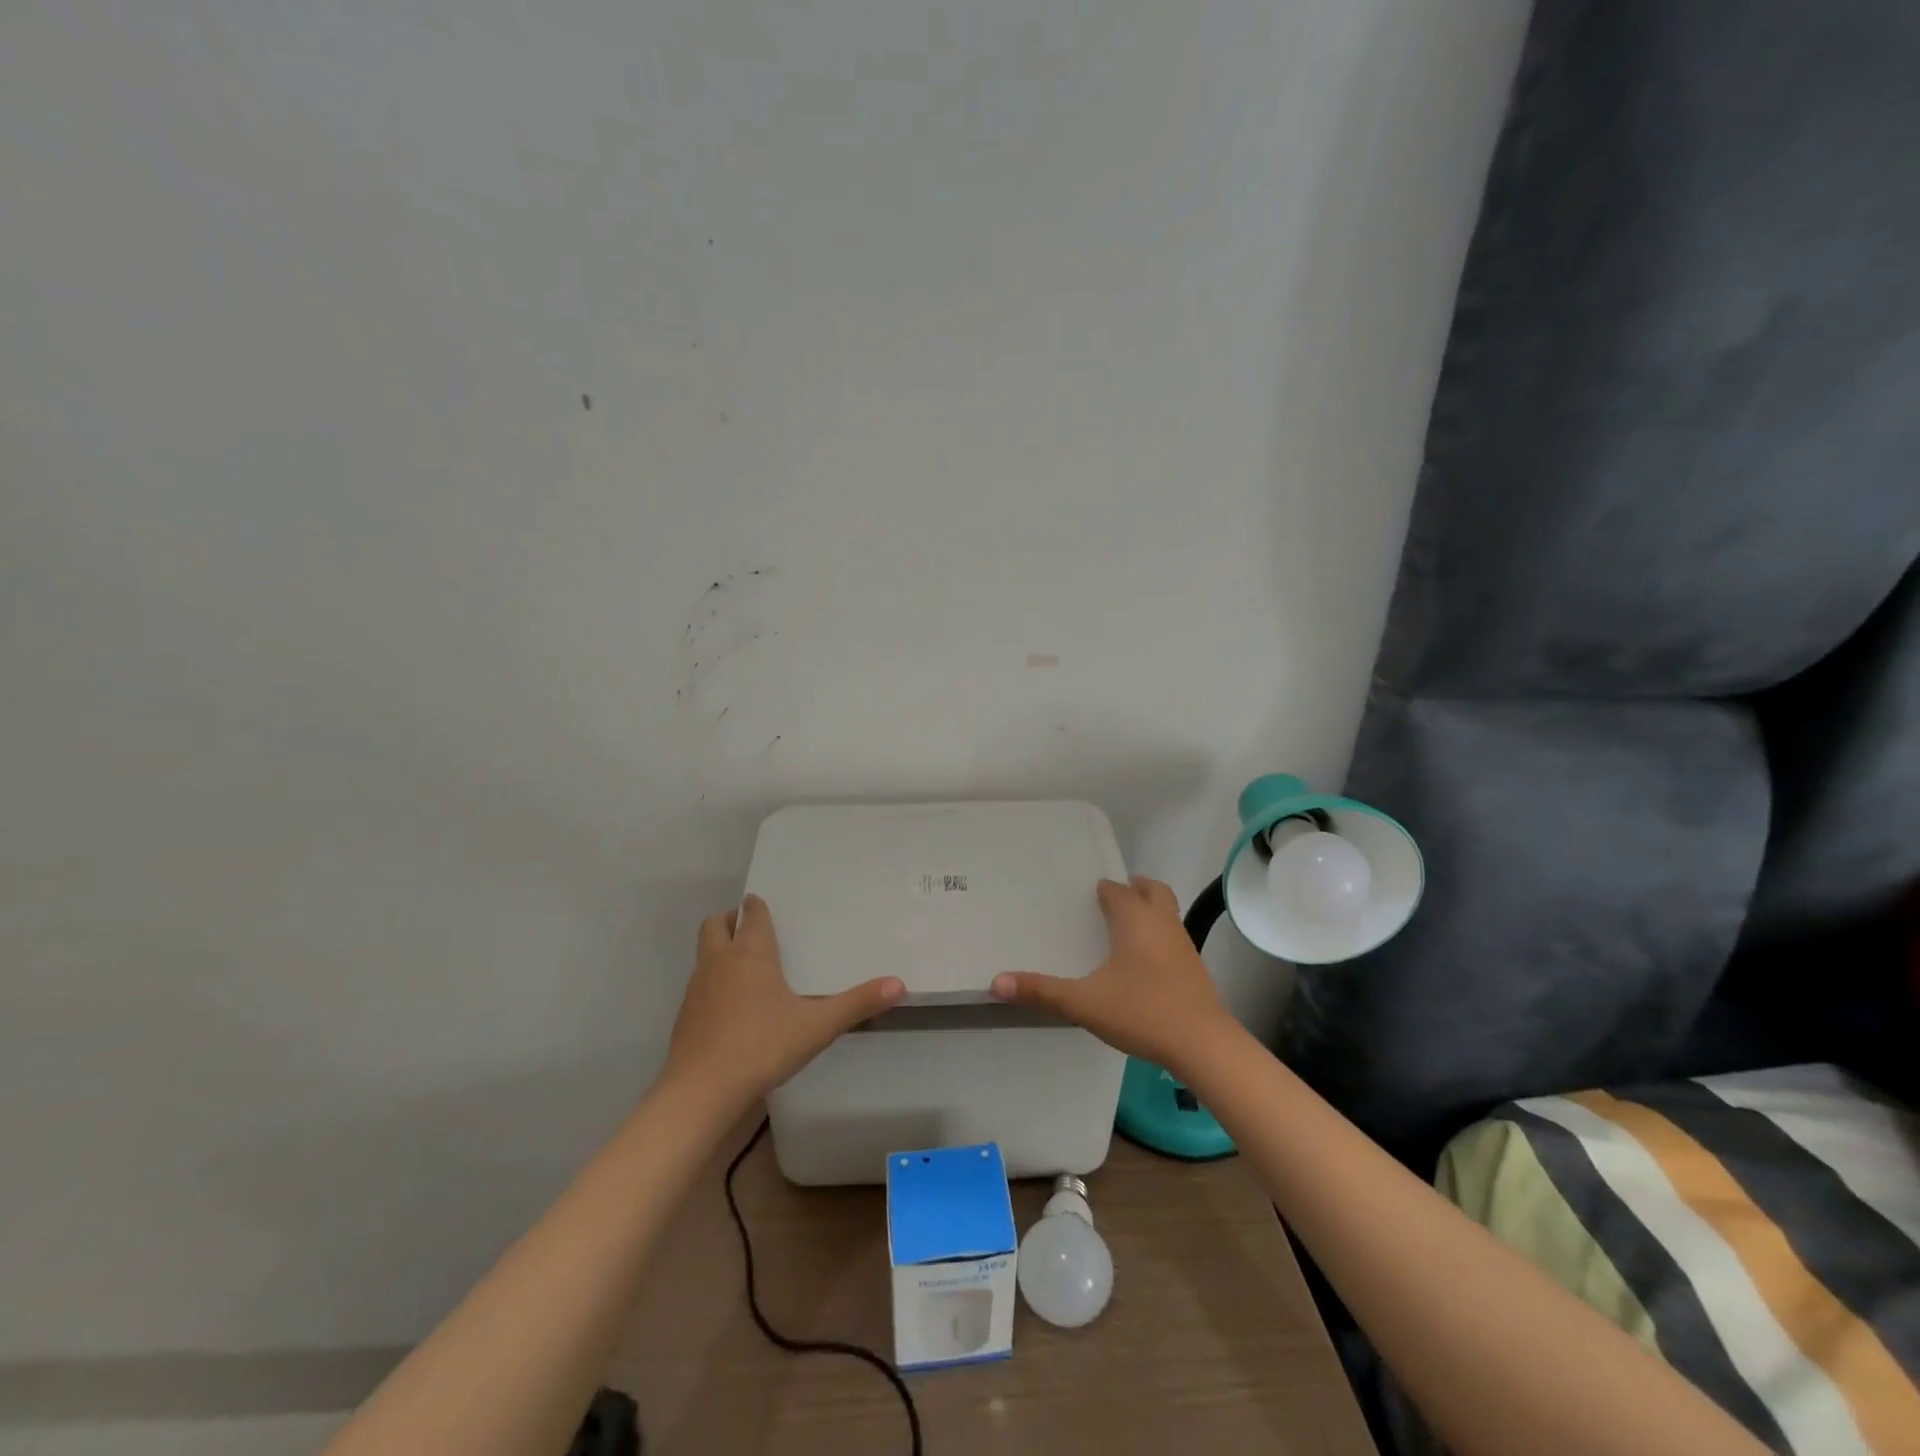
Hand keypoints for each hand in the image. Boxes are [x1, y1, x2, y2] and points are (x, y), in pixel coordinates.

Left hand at [664, 895, 904, 1113]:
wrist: (699, 1092)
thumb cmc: (761, 1046)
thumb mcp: (818, 1026)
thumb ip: (858, 1004)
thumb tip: (899, 984)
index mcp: (751, 953)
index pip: (752, 914)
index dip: (758, 906)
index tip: (767, 904)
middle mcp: (720, 961)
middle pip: (716, 923)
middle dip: (731, 919)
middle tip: (752, 927)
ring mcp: (697, 988)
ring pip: (705, 952)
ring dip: (720, 949)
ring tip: (747, 966)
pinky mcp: (685, 1015)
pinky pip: (699, 983)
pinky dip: (713, 981)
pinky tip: (732, 1007)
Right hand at [990, 876, 1239, 1076]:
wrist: (1203, 1045)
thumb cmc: (1142, 1011)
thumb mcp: (1084, 1003)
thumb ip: (1041, 991)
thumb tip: (996, 982)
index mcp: (1136, 920)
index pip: (1118, 890)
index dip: (1103, 889)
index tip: (1088, 893)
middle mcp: (1162, 924)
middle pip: (1153, 891)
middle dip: (1135, 888)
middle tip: (1112, 897)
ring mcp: (1183, 946)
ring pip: (1167, 914)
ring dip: (1150, 912)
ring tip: (1125, 928)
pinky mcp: (1194, 970)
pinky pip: (1174, 939)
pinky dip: (1159, 937)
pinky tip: (1144, 964)